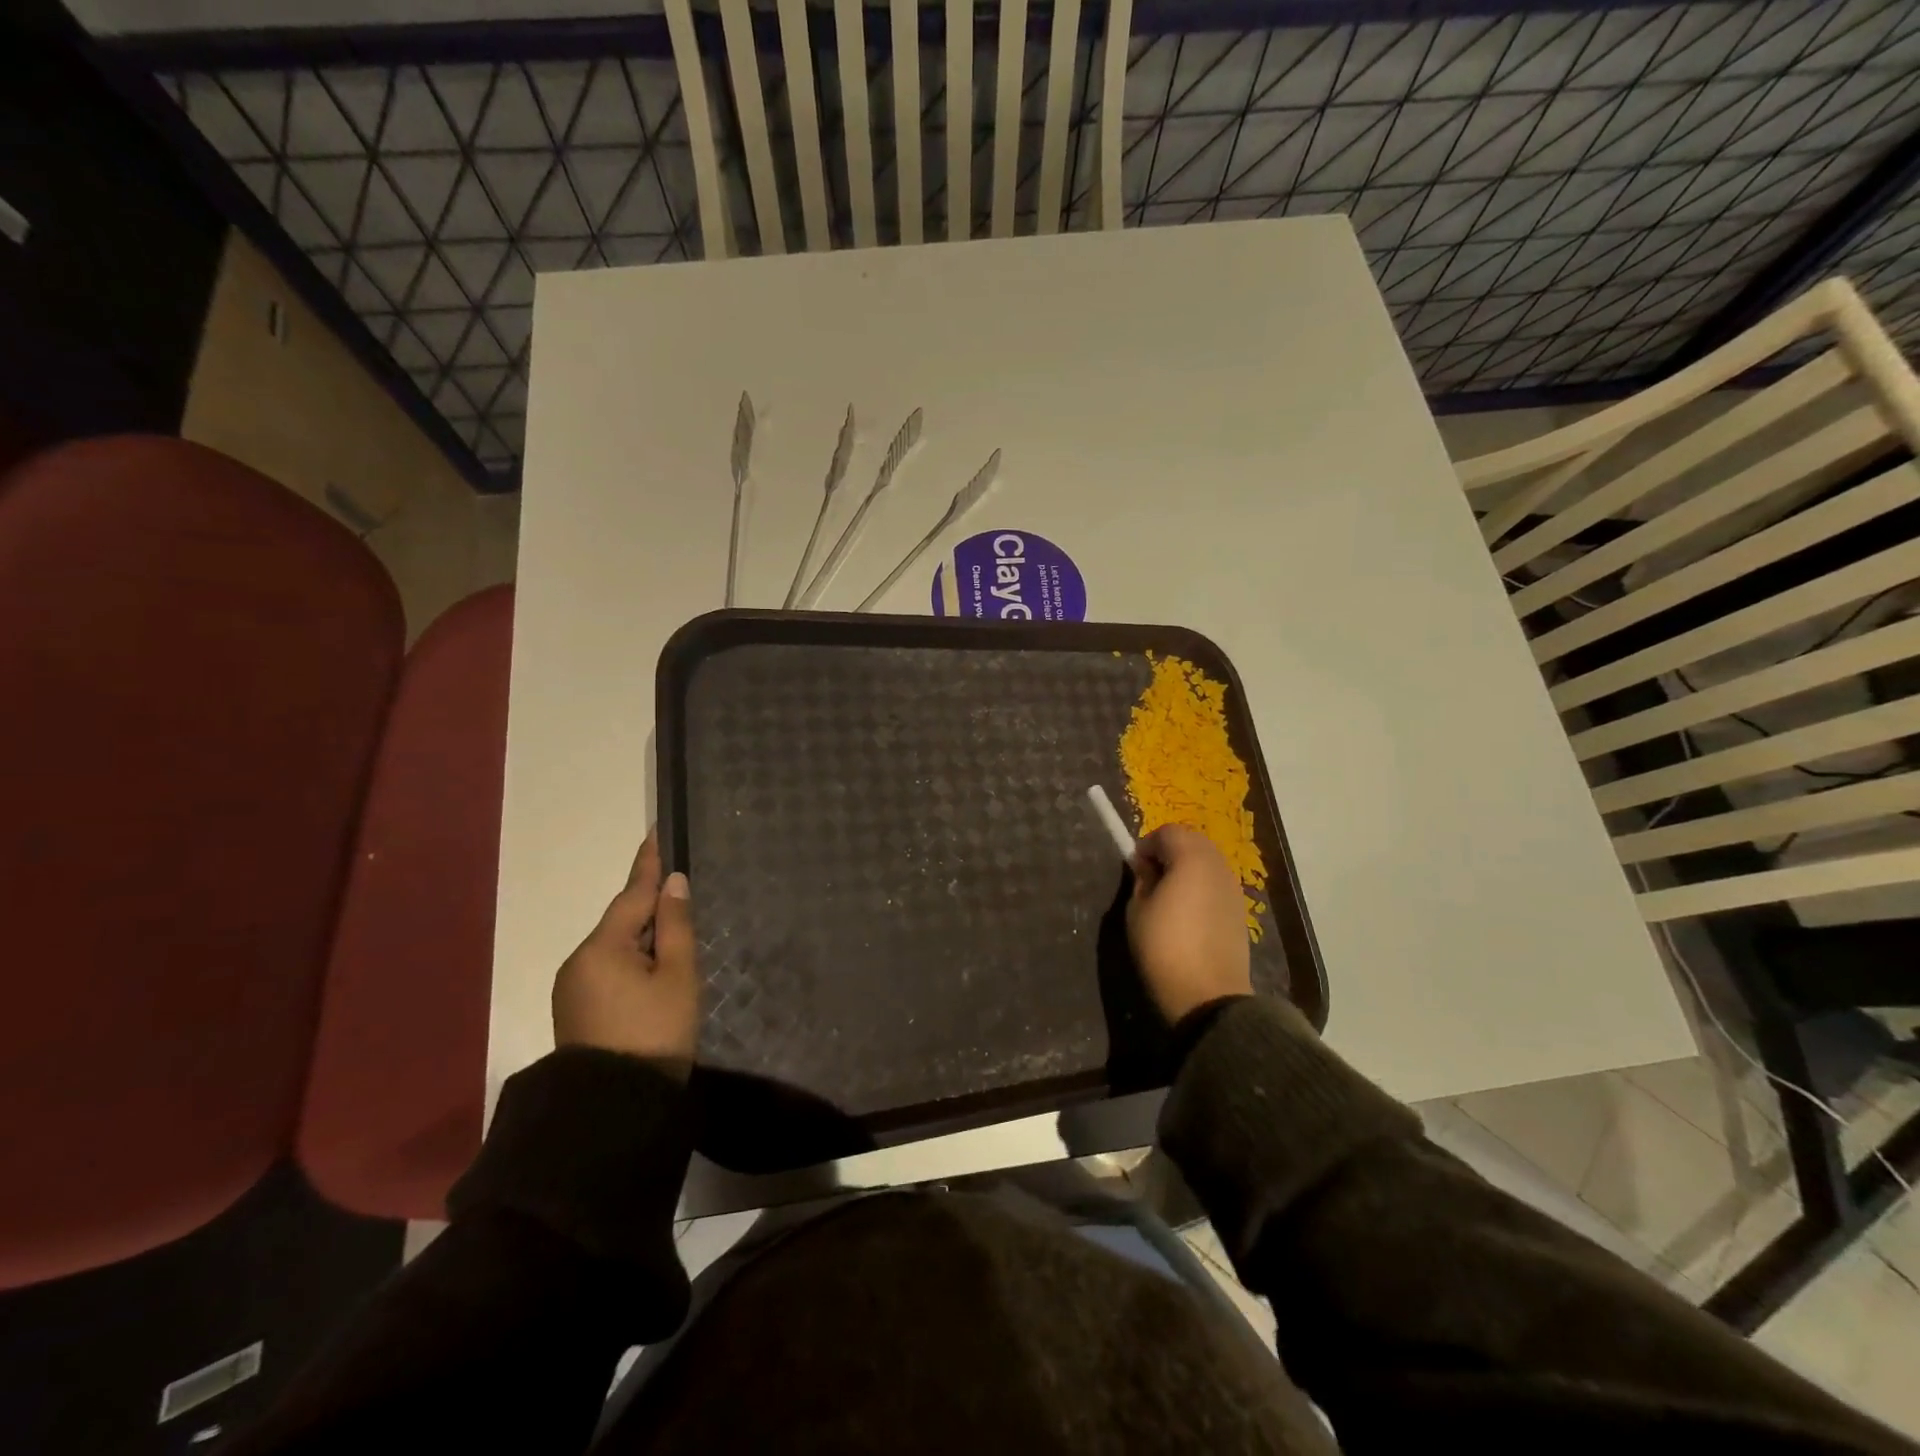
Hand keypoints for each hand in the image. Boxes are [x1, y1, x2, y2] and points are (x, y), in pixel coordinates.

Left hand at [553, 829, 700, 1076]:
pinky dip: (631, 961)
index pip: (631, 894)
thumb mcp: (677, 976)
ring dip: (642, 939)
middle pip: (621, 922)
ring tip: (674, 940)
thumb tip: (672, 883)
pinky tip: (653, 972)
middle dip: (649, 908)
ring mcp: (572, 988)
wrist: (614, 1108)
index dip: (648, 864)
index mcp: (602, 948)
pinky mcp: (575, 1010)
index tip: (654, 833)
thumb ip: (675, 926)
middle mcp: (578, 961)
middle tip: (680, 896)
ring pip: (614, 947)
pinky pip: (607, 969)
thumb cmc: (655, 1034)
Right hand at [1125, 824, 1251, 1024]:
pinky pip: (1216, 884)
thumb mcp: (1138, 910)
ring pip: (1207, 862)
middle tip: (1150, 877)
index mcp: (1191, 858)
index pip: (1168, 832)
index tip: (1135, 867)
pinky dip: (1201, 887)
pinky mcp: (1240, 911)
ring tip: (1168, 896)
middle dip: (1169, 851)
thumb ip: (1142, 879)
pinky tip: (1188, 913)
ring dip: (1186, 868)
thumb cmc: (1164, 947)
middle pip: (1192, 842)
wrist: (1208, 996)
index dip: (1147, 844)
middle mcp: (1218, 865)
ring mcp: (1233, 888)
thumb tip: (1147, 866)